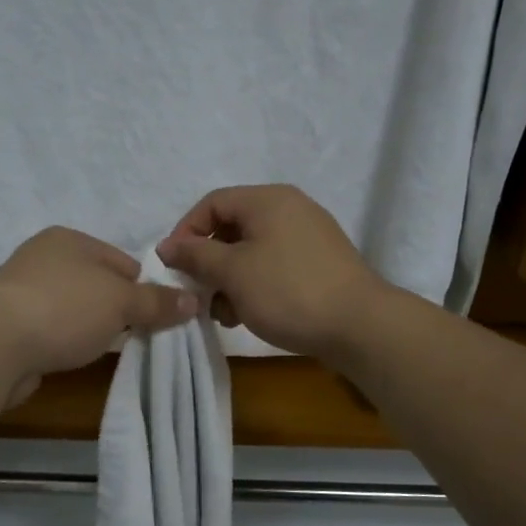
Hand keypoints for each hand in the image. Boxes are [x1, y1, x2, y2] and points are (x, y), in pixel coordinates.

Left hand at [0, 227, 197, 402]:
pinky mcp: (8, 322)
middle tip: (134, 336)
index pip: (121, 260)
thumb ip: (157, 302)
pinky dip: (63, 340)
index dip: (142, 288)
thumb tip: (192, 300)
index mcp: (68, 239)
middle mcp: (42, 256)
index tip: (154, 316)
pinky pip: (51, 328)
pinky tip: (69, 356)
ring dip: (88, 326)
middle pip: (97, 284)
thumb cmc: (65, 309)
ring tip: (101, 349)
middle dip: (116, 309)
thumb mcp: (121, 303)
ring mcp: (21, 290)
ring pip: (73, 307)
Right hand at [156, 185, 387, 359]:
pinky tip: (249, 314)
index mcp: (268, 200)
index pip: (212, 203)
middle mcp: (290, 208)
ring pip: (252, 251)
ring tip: (225, 314)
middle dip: (209, 263)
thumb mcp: (232, 272)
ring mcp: (308, 236)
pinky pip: (274, 265)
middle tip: (199, 295)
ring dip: (229, 280)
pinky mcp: (319, 263)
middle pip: (232, 227)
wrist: (359, 325)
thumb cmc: (288, 291)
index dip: (186, 232)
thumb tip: (167, 246)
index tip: (174, 267)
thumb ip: (195, 255)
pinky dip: (254, 285)